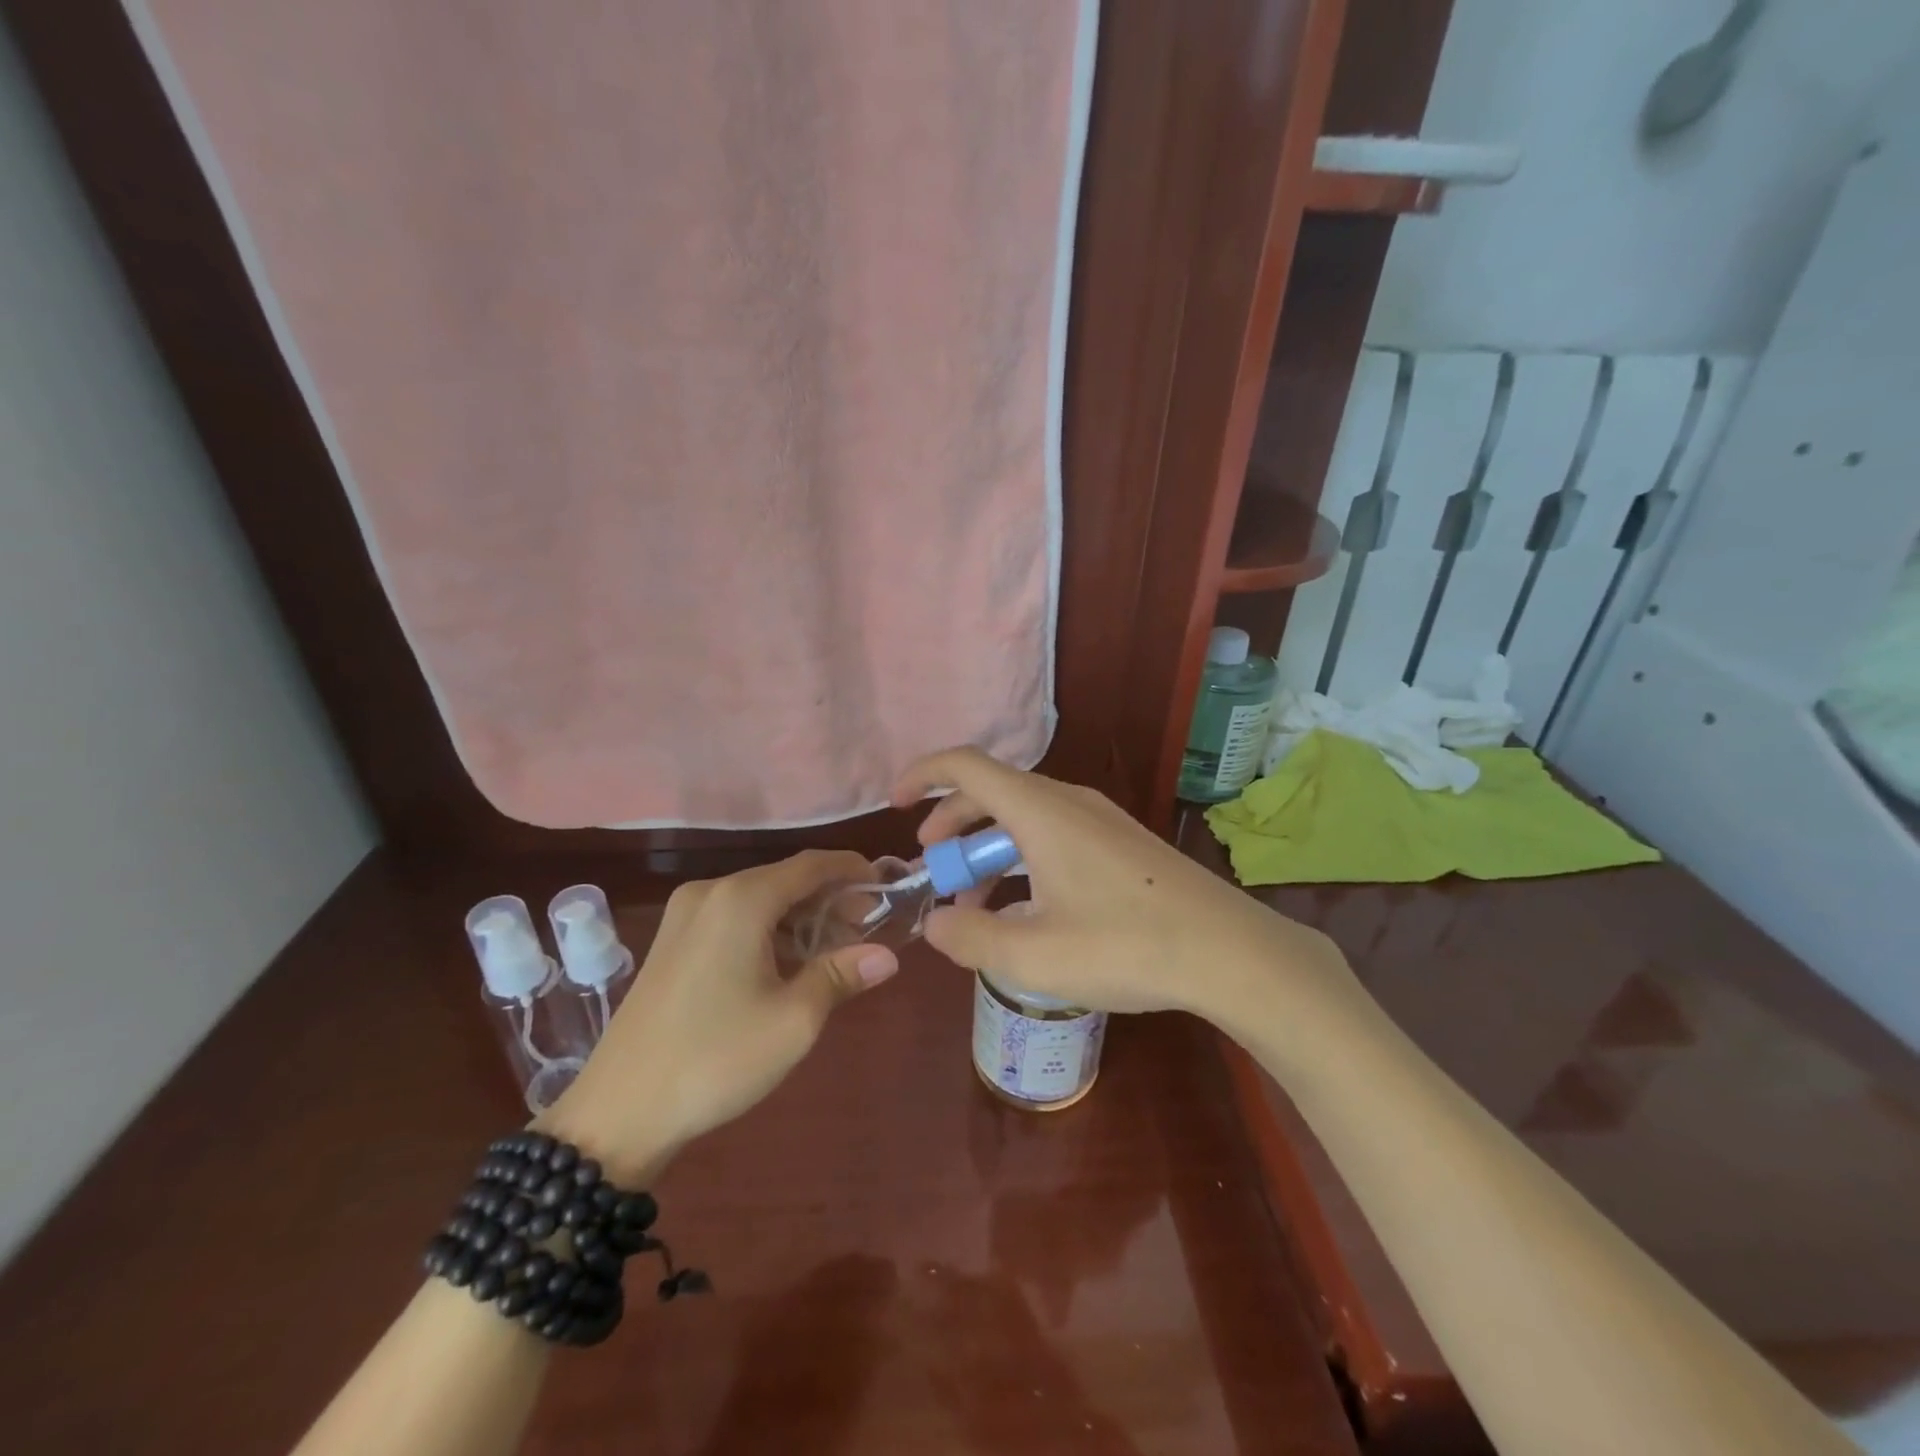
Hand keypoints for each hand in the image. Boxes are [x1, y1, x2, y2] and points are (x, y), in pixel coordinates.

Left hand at [536, 850, 898, 1182]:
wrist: (618, 1112)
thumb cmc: (716, 1059)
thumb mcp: (794, 1020)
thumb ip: (842, 975)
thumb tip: (887, 955)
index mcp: (741, 899)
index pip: (811, 865)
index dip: (852, 870)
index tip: (886, 887)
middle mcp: (711, 892)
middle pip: (785, 879)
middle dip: (830, 898)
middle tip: (867, 929)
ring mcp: (684, 915)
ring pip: (759, 899)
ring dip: (800, 917)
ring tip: (835, 949)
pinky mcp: (671, 941)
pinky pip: (733, 918)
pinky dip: (769, 929)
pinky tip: (788, 962)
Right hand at [890, 748, 1358, 1031]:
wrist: (1229, 952)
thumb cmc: (1124, 947)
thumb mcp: (1030, 956)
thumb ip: (968, 938)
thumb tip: (934, 924)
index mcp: (1040, 812)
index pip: (966, 765)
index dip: (923, 776)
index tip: (896, 804)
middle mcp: (1068, 802)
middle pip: (992, 792)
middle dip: (953, 827)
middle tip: (935, 872)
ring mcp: (1100, 820)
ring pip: (1024, 817)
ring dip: (989, 850)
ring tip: (977, 906)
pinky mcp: (1121, 843)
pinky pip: (1054, 834)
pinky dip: (1023, 859)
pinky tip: (1029, 910)